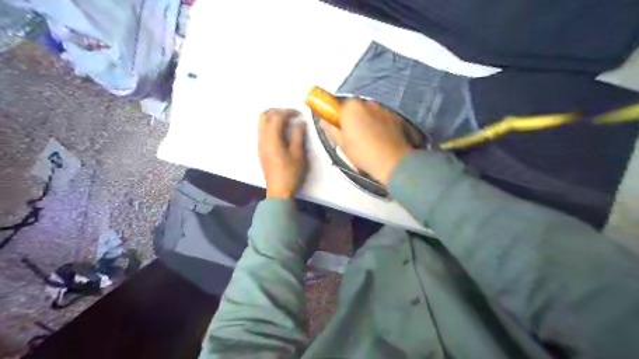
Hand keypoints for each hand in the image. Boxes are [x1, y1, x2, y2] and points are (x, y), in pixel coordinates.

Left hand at [259, 107, 309, 200]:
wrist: (279, 191)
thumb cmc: (290, 173)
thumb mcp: (298, 154)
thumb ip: (298, 135)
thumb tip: (300, 122)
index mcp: (272, 138)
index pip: (277, 116)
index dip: (288, 111)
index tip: (300, 114)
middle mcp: (262, 138)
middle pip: (264, 115)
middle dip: (277, 111)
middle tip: (291, 115)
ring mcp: (260, 144)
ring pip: (261, 123)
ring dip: (273, 118)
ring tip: (287, 122)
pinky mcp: (261, 150)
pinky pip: (262, 131)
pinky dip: (271, 126)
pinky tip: (282, 133)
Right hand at [325, 100, 408, 186]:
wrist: (392, 161)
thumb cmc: (362, 153)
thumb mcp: (341, 144)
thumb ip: (331, 128)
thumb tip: (324, 120)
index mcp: (351, 107)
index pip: (338, 105)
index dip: (337, 115)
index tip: (337, 126)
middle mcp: (367, 103)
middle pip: (355, 107)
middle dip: (352, 117)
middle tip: (351, 135)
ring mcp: (383, 108)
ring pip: (369, 112)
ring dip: (366, 120)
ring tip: (368, 139)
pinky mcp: (395, 116)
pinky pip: (381, 117)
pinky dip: (379, 124)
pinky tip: (379, 139)